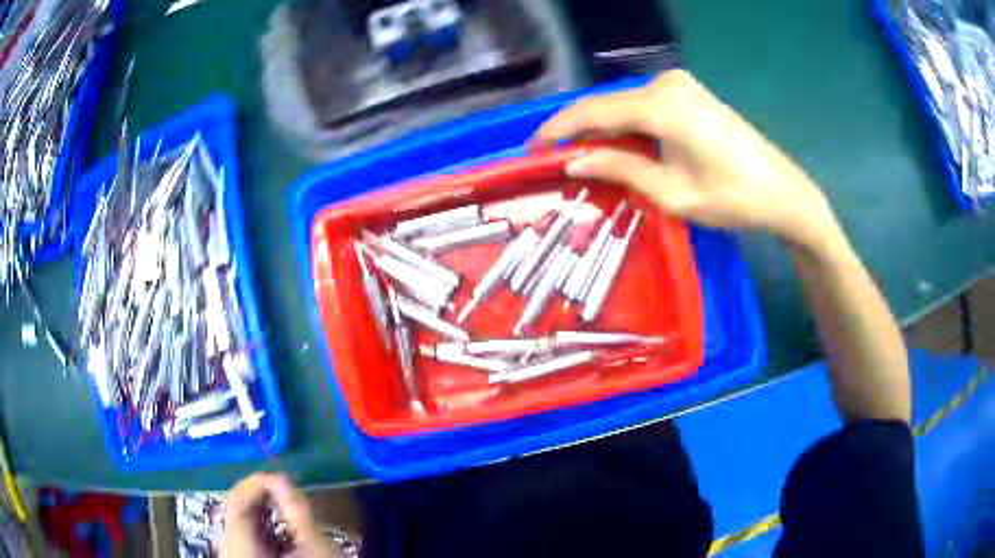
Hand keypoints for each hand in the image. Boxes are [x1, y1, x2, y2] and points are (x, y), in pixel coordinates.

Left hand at [220, 473, 341, 557]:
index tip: (283, 479)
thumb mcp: (313, 545)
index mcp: (239, 546)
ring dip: (261, 513)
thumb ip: (297, 510)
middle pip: (234, 513)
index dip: (256, 484)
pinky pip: (245, 539)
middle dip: (260, 499)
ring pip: (239, 526)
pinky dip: (261, 530)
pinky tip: (279, 530)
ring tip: (285, 509)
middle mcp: (228, 551)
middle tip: (286, 493)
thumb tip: (283, 479)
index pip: (236, 502)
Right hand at [533, 70, 844, 254]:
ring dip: (600, 128)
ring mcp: (680, 85)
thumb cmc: (733, 199)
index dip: (558, 130)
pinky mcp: (689, 93)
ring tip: (577, 157)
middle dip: (577, 130)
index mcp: (661, 106)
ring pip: (624, 105)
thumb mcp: (672, 192)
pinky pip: (643, 105)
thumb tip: (572, 160)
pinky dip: (625, 125)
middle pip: (607, 105)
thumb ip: (621, 168)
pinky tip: (614, 144)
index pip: (593, 112)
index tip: (531, 150)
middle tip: (552, 159)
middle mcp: (665, 84)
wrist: (782, 192)